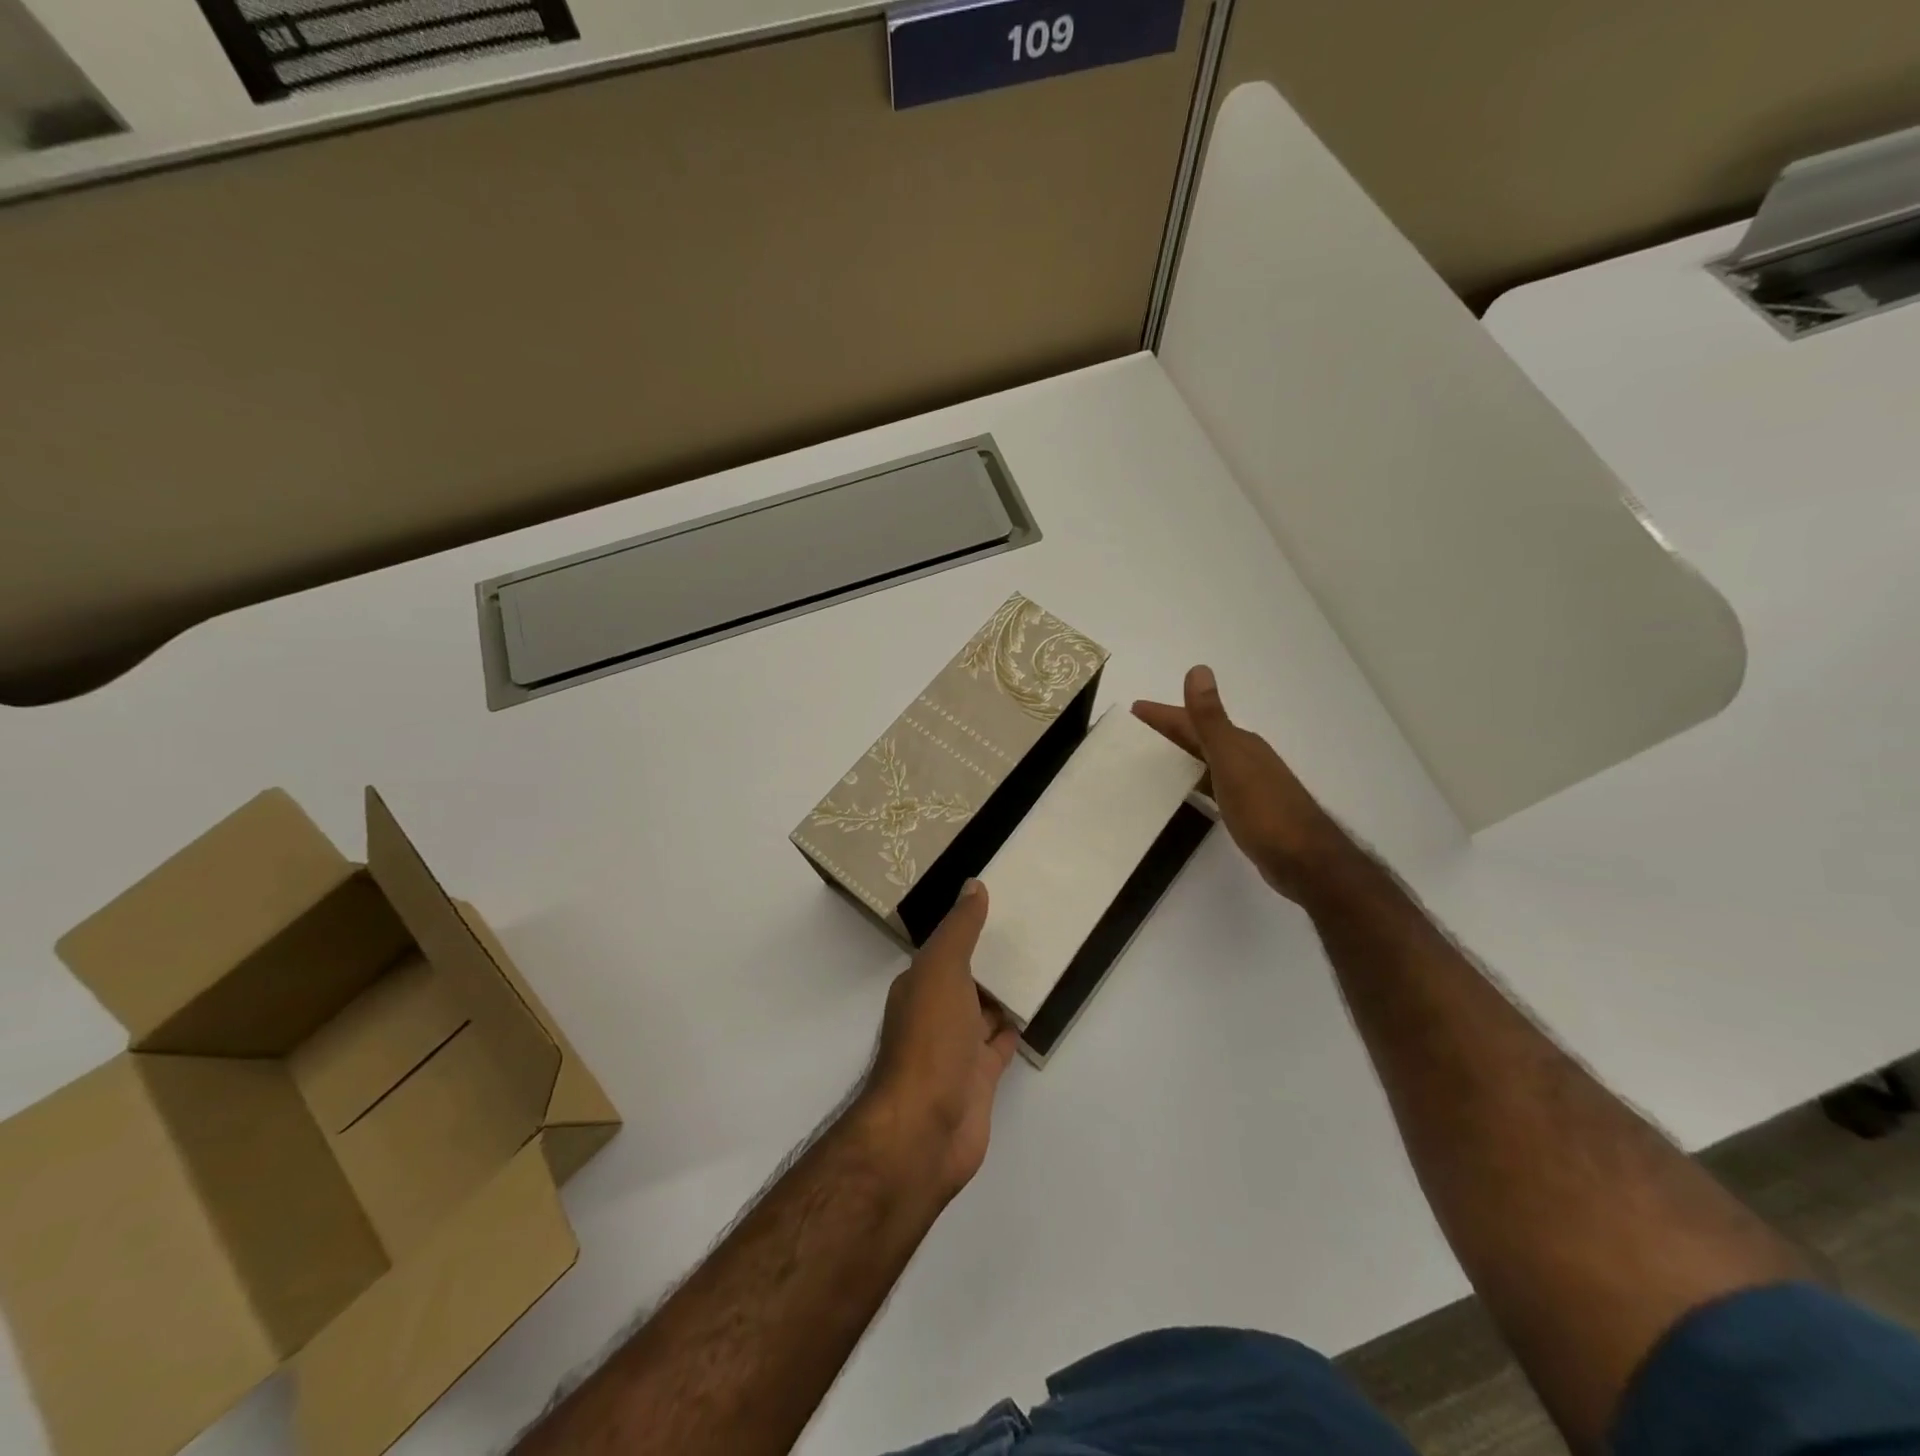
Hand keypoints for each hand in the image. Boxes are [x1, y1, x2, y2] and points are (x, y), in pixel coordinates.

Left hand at [861, 882, 1019, 1198]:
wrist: (924, 1129)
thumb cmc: (930, 1040)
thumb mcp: (942, 970)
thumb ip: (959, 929)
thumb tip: (974, 884)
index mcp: (920, 986)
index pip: (946, 950)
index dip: (968, 929)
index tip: (1000, 906)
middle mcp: (935, 1014)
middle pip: (966, 980)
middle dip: (988, 961)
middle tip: (1029, 932)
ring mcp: (956, 1050)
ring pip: (983, 1012)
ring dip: (1002, 994)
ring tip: (1037, 965)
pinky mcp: (978, 1080)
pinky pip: (998, 1046)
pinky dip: (1012, 1029)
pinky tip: (1031, 1013)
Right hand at [1133, 666, 1351, 901]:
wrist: (1304, 859)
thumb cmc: (1263, 809)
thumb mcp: (1230, 760)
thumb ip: (1210, 718)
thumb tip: (1198, 669)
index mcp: (1239, 743)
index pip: (1194, 720)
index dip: (1164, 714)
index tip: (1134, 710)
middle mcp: (1245, 757)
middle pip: (1200, 737)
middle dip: (1169, 731)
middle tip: (1134, 733)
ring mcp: (1249, 783)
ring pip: (1206, 761)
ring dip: (1180, 755)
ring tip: (1151, 759)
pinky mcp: (1248, 809)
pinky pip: (1212, 784)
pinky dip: (1194, 780)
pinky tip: (1185, 790)